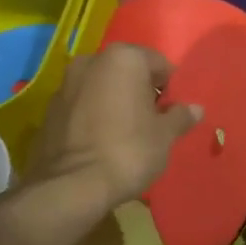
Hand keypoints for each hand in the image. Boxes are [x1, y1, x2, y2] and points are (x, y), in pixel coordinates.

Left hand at [26, 44, 203, 208]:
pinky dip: (94, 115)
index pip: (158, 63)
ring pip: (102, 87)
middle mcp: (91, 61)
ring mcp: (65, 84)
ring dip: (116, 102)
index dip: (170, 86)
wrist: (71, 186)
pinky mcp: (49, 110)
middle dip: (141, 91)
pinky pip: (82, 105)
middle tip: (153, 122)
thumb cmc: (129, 151)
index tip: (174, 111)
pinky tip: (103, 142)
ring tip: (128, 133)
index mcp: (123, 58)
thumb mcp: (165, 136)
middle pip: (127, 72)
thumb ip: (180, 116)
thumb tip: (195, 109)